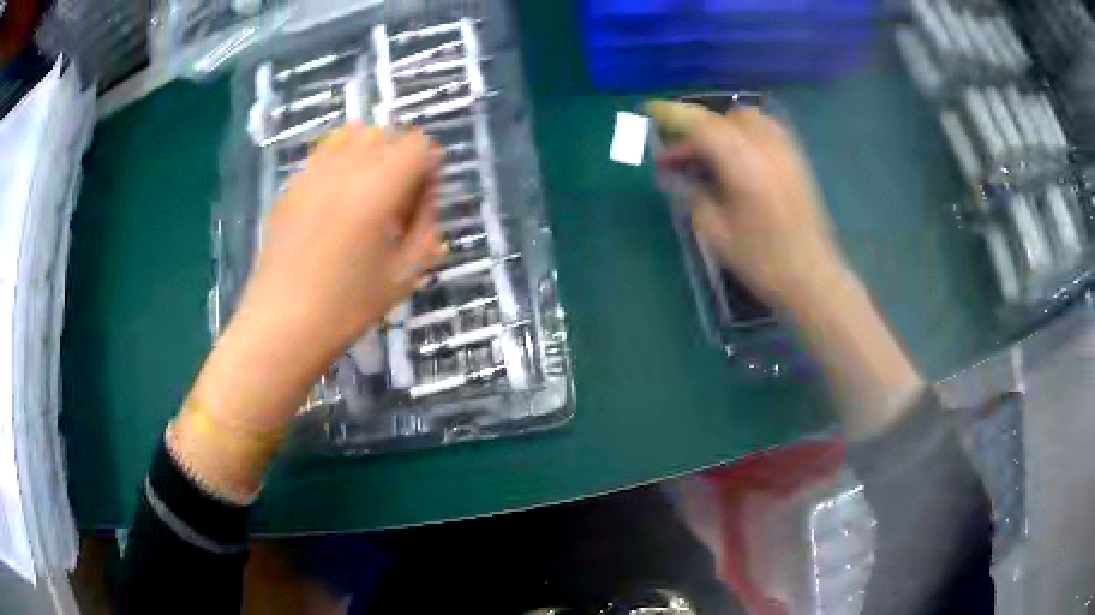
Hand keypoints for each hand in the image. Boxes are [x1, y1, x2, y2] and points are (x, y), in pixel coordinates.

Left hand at [170, 126, 445, 501]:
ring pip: (351, 134)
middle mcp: (344, 168)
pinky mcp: (290, 186)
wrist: (282, 324)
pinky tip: (335, 204)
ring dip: (370, 152)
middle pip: (386, 133)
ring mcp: (311, 173)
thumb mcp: (405, 275)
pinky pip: (323, 155)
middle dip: (401, 157)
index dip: (429, 167)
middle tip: (398, 199)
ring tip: (367, 192)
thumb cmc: (347, 307)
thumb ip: (427, 228)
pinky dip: (340, 164)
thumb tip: (425, 201)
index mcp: (377, 188)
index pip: (418, 145)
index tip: (423, 200)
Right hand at [648, 101, 921, 439]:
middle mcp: (765, 146)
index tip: (649, 111)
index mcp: (742, 163)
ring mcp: (785, 151)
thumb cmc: (762, 260)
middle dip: (695, 130)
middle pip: (723, 118)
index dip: (672, 114)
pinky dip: (744, 133)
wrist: (813, 277)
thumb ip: (690, 195)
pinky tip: (737, 158)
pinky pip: (766, 129)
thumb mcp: (716, 232)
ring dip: (721, 128)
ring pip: (747, 119)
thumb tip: (668, 175)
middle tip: (678, 159)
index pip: (701, 124)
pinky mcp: (797, 160)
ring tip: (707, 156)